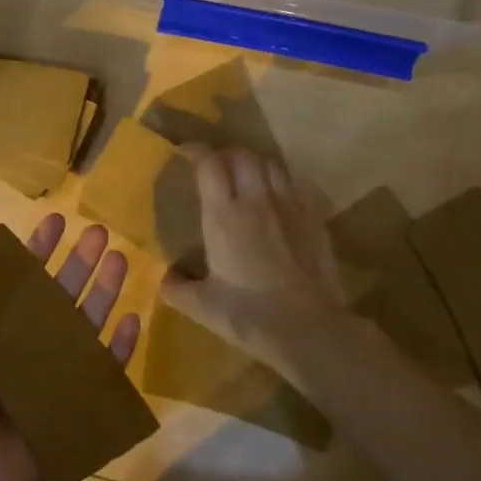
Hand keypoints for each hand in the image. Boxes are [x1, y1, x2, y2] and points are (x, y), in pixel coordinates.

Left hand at [0, 214, 141, 480]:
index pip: (16, 279)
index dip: (35, 250)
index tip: (56, 221)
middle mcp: (21, 345)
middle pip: (56, 294)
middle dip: (77, 262)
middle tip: (99, 231)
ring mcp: (49, 374)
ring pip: (82, 323)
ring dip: (102, 290)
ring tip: (120, 258)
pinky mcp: (71, 403)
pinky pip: (101, 369)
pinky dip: (117, 346)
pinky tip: (131, 318)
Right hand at [159, 145, 346, 364]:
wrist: (309, 329)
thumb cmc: (249, 316)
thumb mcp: (201, 307)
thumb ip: (177, 289)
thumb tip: (165, 279)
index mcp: (224, 216)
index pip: (209, 164)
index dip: (196, 151)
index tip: (185, 152)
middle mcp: (256, 201)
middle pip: (242, 156)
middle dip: (225, 154)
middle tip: (215, 167)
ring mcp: (290, 207)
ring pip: (271, 165)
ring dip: (254, 165)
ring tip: (246, 178)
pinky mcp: (315, 219)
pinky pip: (296, 186)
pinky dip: (281, 183)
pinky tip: (278, 200)